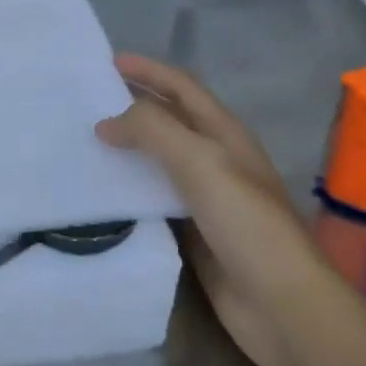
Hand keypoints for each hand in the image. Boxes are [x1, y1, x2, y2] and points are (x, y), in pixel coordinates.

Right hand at [96, 54, 315, 365]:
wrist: (281, 303)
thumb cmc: (246, 223)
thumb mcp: (201, 162)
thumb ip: (154, 131)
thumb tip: (106, 122)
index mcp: (224, 134)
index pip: (182, 87)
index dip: (149, 70)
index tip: (107, 62)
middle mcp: (215, 158)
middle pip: (169, 120)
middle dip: (133, 105)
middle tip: (87, 102)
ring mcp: (205, 197)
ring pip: (158, 160)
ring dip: (127, 148)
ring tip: (85, 142)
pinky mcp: (193, 231)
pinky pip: (153, 198)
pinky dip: (129, 188)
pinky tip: (102, 192)